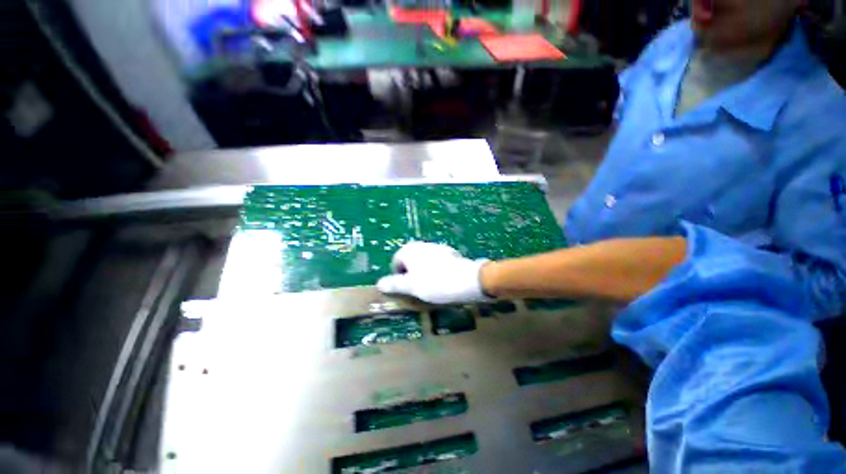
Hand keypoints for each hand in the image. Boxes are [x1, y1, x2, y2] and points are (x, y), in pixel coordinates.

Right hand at [377, 242, 491, 304]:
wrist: (467, 280)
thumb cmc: (434, 283)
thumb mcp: (410, 286)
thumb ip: (394, 284)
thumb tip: (379, 283)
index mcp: (409, 250)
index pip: (396, 261)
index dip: (398, 276)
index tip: (406, 289)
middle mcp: (422, 245)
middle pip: (410, 260)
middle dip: (411, 274)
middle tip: (417, 288)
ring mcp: (437, 247)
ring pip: (424, 261)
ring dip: (423, 272)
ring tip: (431, 286)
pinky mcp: (450, 253)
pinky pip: (437, 262)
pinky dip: (436, 270)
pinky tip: (443, 280)